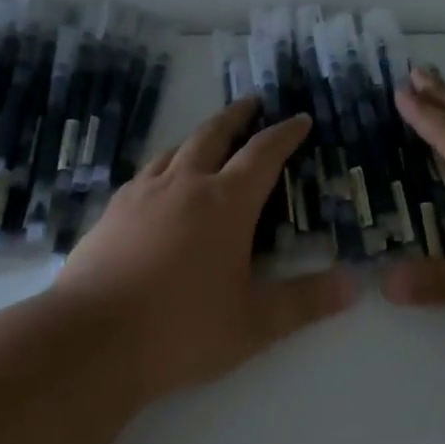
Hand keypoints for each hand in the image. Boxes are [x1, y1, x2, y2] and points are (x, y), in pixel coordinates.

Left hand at [53, 97, 356, 396]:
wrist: (90, 341)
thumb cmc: (182, 329)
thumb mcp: (255, 323)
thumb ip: (306, 302)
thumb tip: (353, 285)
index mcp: (225, 203)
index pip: (263, 154)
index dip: (285, 134)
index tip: (300, 119)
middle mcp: (184, 186)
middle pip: (214, 135)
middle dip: (237, 116)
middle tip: (252, 102)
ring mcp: (142, 195)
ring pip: (176, 149)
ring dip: (199, 136)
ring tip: (209, 137)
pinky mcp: (112, 212)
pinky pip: (146, 173)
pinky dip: (165, 165)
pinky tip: (160, 182)